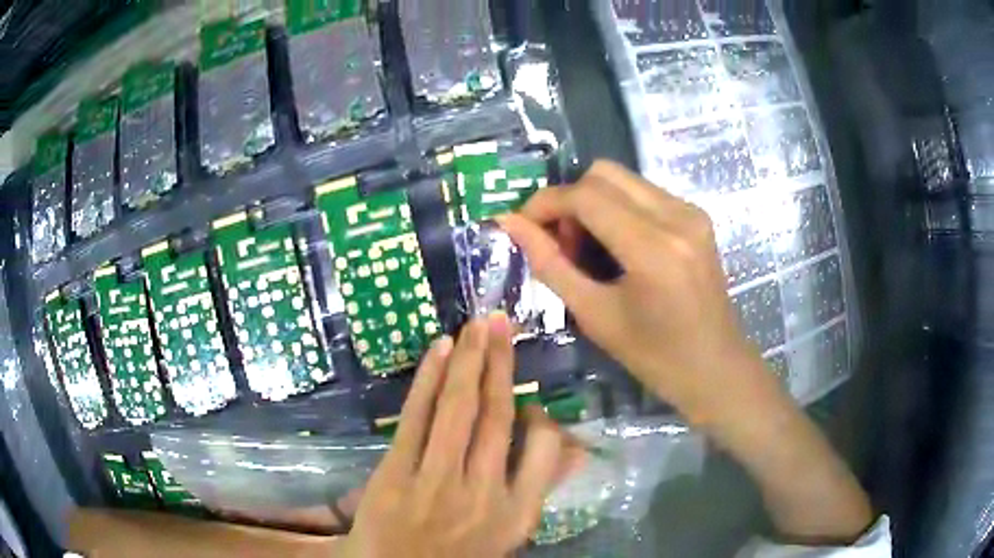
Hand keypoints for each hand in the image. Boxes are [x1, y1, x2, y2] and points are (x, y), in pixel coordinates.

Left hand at [340, 314, 574, 557]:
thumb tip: (573, 447)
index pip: (543, 448)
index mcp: (516, 513)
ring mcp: (436, 482)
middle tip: (501, 321)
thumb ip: (537, 490)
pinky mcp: (395, 474)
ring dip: (470, 359)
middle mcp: (483, 494)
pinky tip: (440, 350)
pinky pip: (417, 418)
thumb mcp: (506, 534)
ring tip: (477, 324)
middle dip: (501, 362)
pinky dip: (429, 379)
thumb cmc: (454, 555)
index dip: (539, 412)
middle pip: (497, 416)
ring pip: (460, 408)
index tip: (526, 395)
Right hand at [501, 160, 769, 426]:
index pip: (585, 196)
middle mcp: (677, 216)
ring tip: (589, 249)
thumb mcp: (595, 315)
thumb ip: (550, 264)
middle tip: (562, 244)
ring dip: (593, 203)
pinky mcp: (697, 216)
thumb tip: (509, 224)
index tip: (522, 226)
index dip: (545, 203)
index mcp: (653, 248)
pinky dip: (618, 209)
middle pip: (603, 173)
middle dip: (570, 200)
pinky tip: (618, 247)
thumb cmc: (655, 357)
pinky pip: (643, 193)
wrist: (716, 367)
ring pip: (623, 179)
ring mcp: (691, 212)